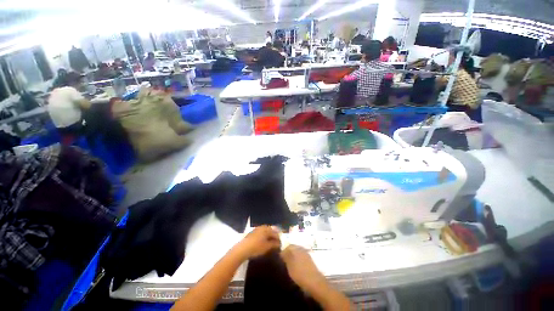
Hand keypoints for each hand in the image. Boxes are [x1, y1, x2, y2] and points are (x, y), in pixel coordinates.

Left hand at [233, 226, 280, 259]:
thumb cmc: (256, 247)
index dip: (279, 239)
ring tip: (270, 243)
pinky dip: (264, 237)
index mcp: (267, 229)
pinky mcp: (252, 233)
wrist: (242, 249)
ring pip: (265, 232)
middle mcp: (262, 227)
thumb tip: (279, 243)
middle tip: (276, 243)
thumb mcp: (267, 247)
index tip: (280, 245)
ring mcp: (256, 229)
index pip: (275, 233)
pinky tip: (263, 242)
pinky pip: (261, 233)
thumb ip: (274, 244)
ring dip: (268, 236)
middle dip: (273, 236)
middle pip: (270, 231)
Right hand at [280, 245, 325, 293]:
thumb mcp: (290, 266)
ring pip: (298, 252)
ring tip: (291, 265)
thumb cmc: (300, 273)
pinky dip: (299, 260)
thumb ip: (286, 257)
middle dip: (289, 253)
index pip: (288, 246)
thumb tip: (282, 251)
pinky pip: (302, 256)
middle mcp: (301, 248)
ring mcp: (307, 253)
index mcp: (296, 248)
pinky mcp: (310, 259)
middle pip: (293, 248)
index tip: (281, 258)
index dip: (284, 251)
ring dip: (294, 256)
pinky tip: (297, 266)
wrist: (314, 281)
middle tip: (285, 261)